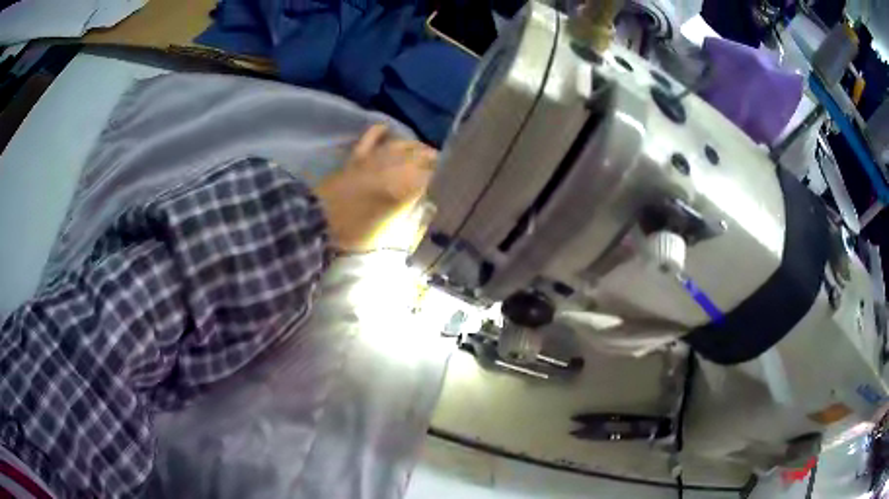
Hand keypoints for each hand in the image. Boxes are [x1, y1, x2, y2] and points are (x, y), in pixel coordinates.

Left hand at [316, 124, 436, 250]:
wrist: (320, 221)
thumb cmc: (357, 233)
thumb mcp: (390, 234)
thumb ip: (412, 220)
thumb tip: (427, 207)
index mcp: (406, 187)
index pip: (434, 176)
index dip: (445, 177)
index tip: (450, 181)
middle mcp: (396, 167)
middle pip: (423, 156)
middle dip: (435, 160)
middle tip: (443, 167)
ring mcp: (375, 158)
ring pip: (403, 144)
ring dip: (416, 146)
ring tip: (424, 152)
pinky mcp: (357, 156)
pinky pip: (371, 137)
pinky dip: (381, 131)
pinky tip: (388, 128)